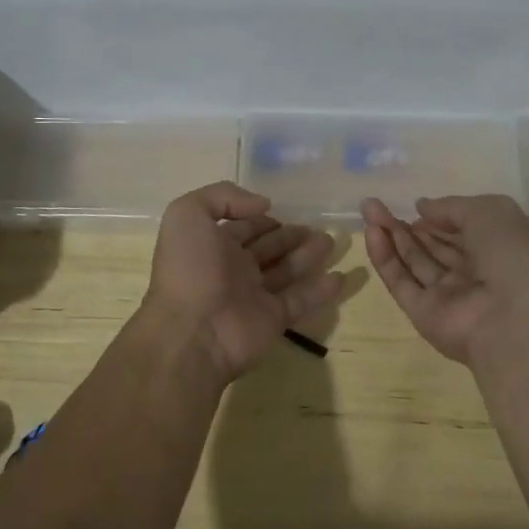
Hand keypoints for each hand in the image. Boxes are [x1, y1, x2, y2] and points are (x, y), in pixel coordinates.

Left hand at [142, 182, 346, 382]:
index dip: (262, 217)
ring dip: (308, 256)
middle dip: (290, 236)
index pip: (244, 226)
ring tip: (332, 241)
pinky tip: (340, 276)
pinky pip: (300, 300)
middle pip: (269, 247)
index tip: (286, 208)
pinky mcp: (273, 319)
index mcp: (213, 244)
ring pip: (287, 270)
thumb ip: (223, 197)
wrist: (191, 332)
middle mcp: (234, 268)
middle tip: (317, 227)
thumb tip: (263, 205)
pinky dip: (320, 290)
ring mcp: (254, 295)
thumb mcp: (188, 214)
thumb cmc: (189, 268)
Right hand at [361, 194, 528, 364]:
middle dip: (406, 224)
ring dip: (391, 235)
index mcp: (497, 250)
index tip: (415, 205)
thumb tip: (422, 207)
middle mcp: (473, 273)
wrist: (514, 319)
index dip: (438, 216)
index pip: (461, 230)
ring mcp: (447, 296)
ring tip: (367, 209)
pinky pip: (401, 282)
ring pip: (414, 261)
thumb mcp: (489, 212)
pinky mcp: (424, 314)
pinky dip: (385, 258)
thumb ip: (451, 206)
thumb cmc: (511, 255)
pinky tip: (371, 232)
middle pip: (432, 246)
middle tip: (374, 203)